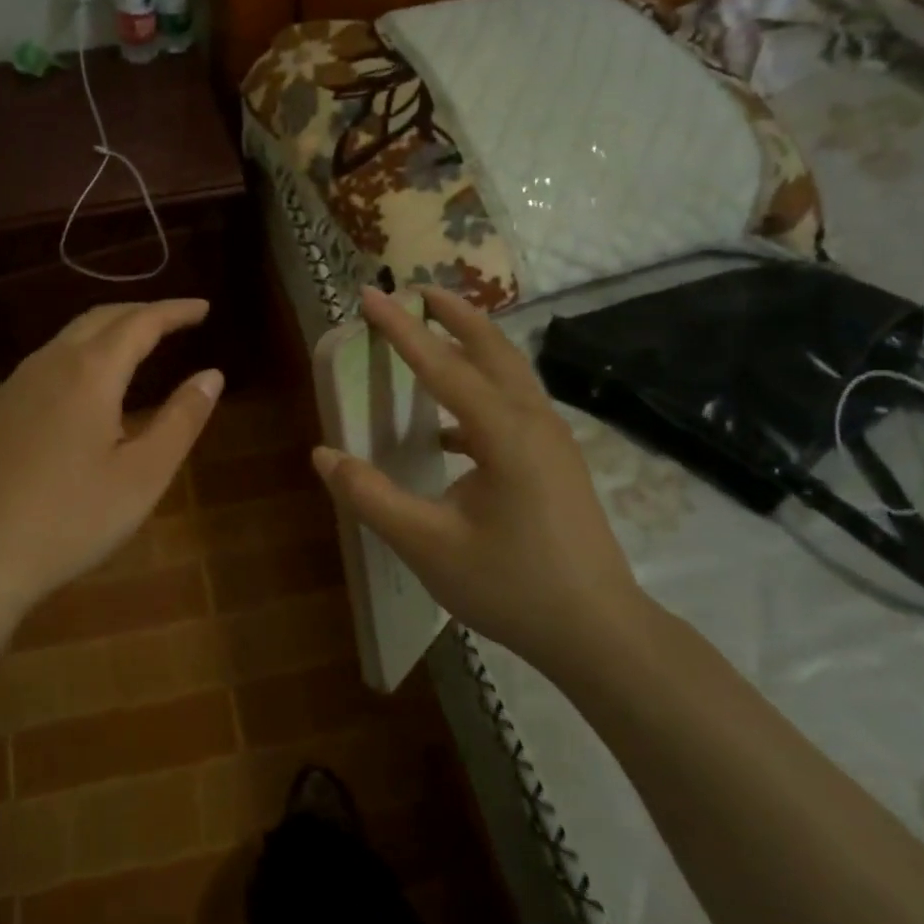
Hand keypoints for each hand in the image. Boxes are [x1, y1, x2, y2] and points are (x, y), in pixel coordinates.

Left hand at [0, 300, 221, 618]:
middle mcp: (48, 364)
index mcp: (90, 373)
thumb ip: (181, 419)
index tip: (204, 307)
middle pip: (100, 319)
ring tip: (135, 346)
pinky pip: (44, 364)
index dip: (175, 311)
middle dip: (140, 312)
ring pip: (67, 339)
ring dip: (106, 332)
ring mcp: (13, 385)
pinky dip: (78, 357)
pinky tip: (83, 388)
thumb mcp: (142, 476)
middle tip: (174, 320)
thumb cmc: (70, 519)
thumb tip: (212, 375)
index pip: (141, 322)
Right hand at [312, 286, 649, 676]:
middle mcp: (533, 421)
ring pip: (508, 372)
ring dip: (471, 344)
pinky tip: (448, 427)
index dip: (401, 328)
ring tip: (434, 333)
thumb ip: (370, 496)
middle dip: (453, 314)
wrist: (600, 633)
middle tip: (416, 290)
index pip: (442, 365)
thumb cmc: (512, 586)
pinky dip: (479, 390)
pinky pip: (513, 404)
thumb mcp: (427, 546)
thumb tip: (323, 454)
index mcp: (504, 433)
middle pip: (492, 348)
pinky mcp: (556, 460)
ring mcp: (552, 440)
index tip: (370, 294)